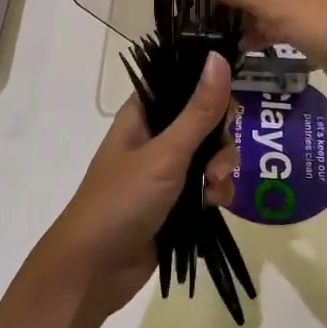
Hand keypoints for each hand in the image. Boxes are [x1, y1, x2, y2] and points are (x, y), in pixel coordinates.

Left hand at [36, 52, 236, 319]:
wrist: (95, 270)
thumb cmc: (122, 200)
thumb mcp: (166, 153)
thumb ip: (199, 110)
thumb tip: (219, 56)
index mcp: (143, 114)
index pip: (181, 81)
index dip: (208, 84)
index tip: (232, 95)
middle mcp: (156, 137)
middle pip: (205, 119)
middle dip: (220, 138)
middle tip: (217, 159)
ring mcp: (167, 171)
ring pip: (211, 154)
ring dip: (221, 168)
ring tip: (214, 189)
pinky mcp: (178, 203)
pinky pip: (210, 185)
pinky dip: (218, 192)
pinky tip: (216, 206)